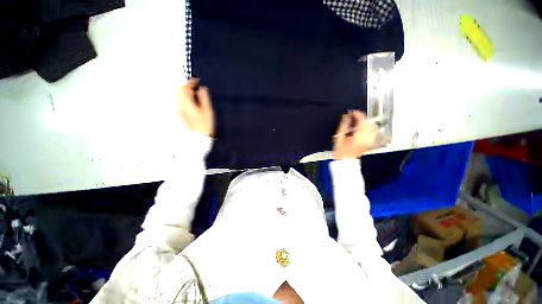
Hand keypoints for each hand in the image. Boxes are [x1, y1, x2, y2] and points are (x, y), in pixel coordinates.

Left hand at [178, 78, 214, 136]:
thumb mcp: (207, 110)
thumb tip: (202, 88)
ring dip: (188, 92)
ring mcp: (180, 109)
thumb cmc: (205, 124)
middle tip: (197, 87)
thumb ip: (204, 98)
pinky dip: (188, 98)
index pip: (184, 88)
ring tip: (198, 94)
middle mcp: (180, 105)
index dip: (190, 82)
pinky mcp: (182, 113)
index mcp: (186, 103)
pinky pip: (183, 102)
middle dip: (188, 86)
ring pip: (181, 96)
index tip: (197, 80)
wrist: (200, 136)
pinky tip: (196, 102)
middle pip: (180, 91)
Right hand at [333, 111, 378, 159]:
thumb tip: (346, 116)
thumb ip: (344, 125)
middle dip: (360, 117)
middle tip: (352, 116)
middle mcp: (368, 137)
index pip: (362, 120)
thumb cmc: (341, 151)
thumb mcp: (340, 137)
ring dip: (364, 122)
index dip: (357, 114)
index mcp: (360, 135)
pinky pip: (371, 130)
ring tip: (356, 121)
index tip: (351, 112)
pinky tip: (360, 128)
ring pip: (371, 125)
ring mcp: (371, 139)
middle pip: (368, 122)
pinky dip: (366, 127)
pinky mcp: (371, 142)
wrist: (347, 161)